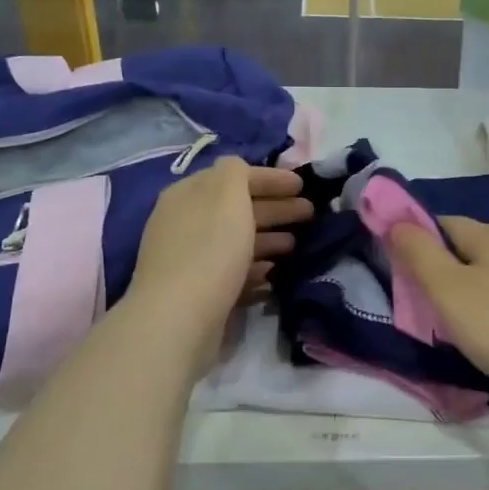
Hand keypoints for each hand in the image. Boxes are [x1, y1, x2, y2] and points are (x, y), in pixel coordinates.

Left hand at [128, 159, 311, 354]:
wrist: (178, 318)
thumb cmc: (209, 249)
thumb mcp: (227, 195)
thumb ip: (236, 172)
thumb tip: (238, 171)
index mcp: (189, 194)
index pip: (234, 176)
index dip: (270, 178)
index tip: (303, 186)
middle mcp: (185, 222)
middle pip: (237, 209)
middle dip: (275, 208)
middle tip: (310, 214)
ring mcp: (189, 259)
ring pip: (236, 240)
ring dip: (268, 238)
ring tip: (296, 245)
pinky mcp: (198, 291)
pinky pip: (232, 270)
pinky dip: (254, 267)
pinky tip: (273, 272)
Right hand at [388, 217, 488, 405]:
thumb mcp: (448, 290)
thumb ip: (419, 253)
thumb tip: (397, 222)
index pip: (442, 224)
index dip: (418, 242)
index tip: (405, 276)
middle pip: (468, 248)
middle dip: (444, 269)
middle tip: (428, 306)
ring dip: (472, 291)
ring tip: (461, 325)